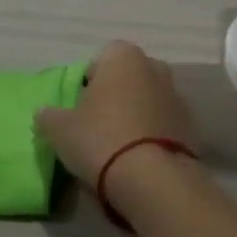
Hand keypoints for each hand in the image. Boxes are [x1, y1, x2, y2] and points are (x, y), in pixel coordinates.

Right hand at [36, 40, 197, 186]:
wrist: (152, 179)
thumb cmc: (100, 139)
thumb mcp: (59, 129)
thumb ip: (49, 115)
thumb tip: (45, 112)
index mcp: (123, 57)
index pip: (100, 59)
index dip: (87, 81)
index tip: (79, 107)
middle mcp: (155, 67)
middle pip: (127, 78)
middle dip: (114, 95)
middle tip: (96, 125)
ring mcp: (177, 96)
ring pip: (147, 100)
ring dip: (135, 115)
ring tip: (117, 146)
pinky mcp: (191, 126)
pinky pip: (162, 124)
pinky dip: (152, 134)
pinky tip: (138, 158)